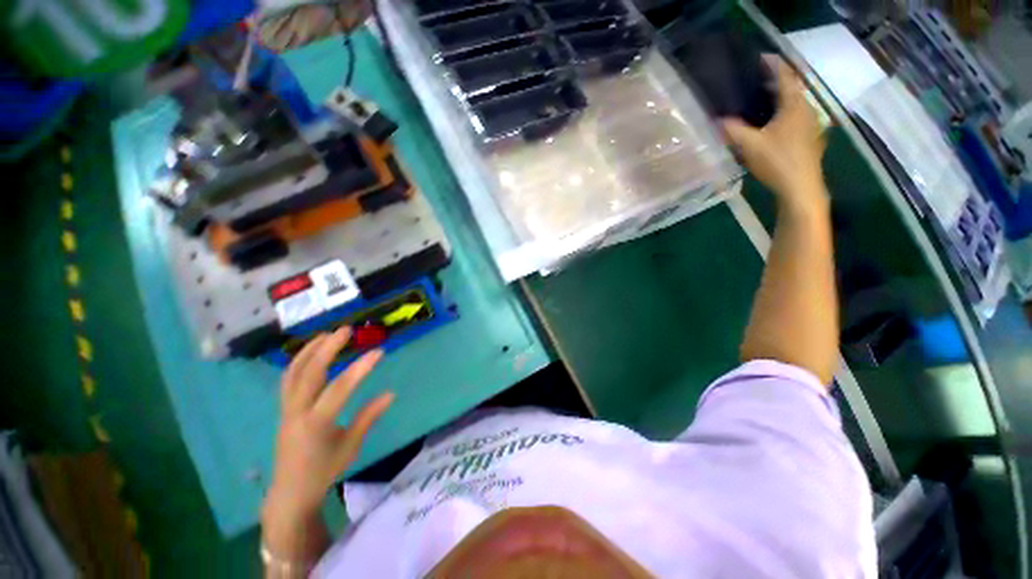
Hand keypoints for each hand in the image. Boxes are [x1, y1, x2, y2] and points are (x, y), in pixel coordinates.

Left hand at [264, 328, 393, 522]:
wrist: (290, 491)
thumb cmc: (324, 470)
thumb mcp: (351, 445)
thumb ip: (368, 417)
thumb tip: (390, 393)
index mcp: (316, 424)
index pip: (339, 389)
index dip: (360, 368)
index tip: (378, 352)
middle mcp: (296, 412)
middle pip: (309, 372)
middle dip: (327, 348)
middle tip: (346, 330)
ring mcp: (286, 409)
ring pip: (293, 372)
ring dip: (310, 350)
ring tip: (327, 334)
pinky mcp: (284, 408)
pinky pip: (289, 379)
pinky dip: (299, 361)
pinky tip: (312, 352)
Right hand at [722, 55, 827, 207]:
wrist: (800, 188)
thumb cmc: (778, 161)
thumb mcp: (750, 146)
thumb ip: (733, 130)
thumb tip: (717, 120)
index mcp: (794, 106)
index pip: (785, 76)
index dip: (774, 65)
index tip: (761, 58)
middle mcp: (806, 110)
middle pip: (791, 89)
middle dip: (775, 82)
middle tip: (756, 80)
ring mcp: (810, 125)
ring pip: (794, 104)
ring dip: (779, 99)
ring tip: (761, 101)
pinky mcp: (809, 139)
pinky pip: (795, 117)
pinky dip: (783, 114)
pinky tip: (771, 124)